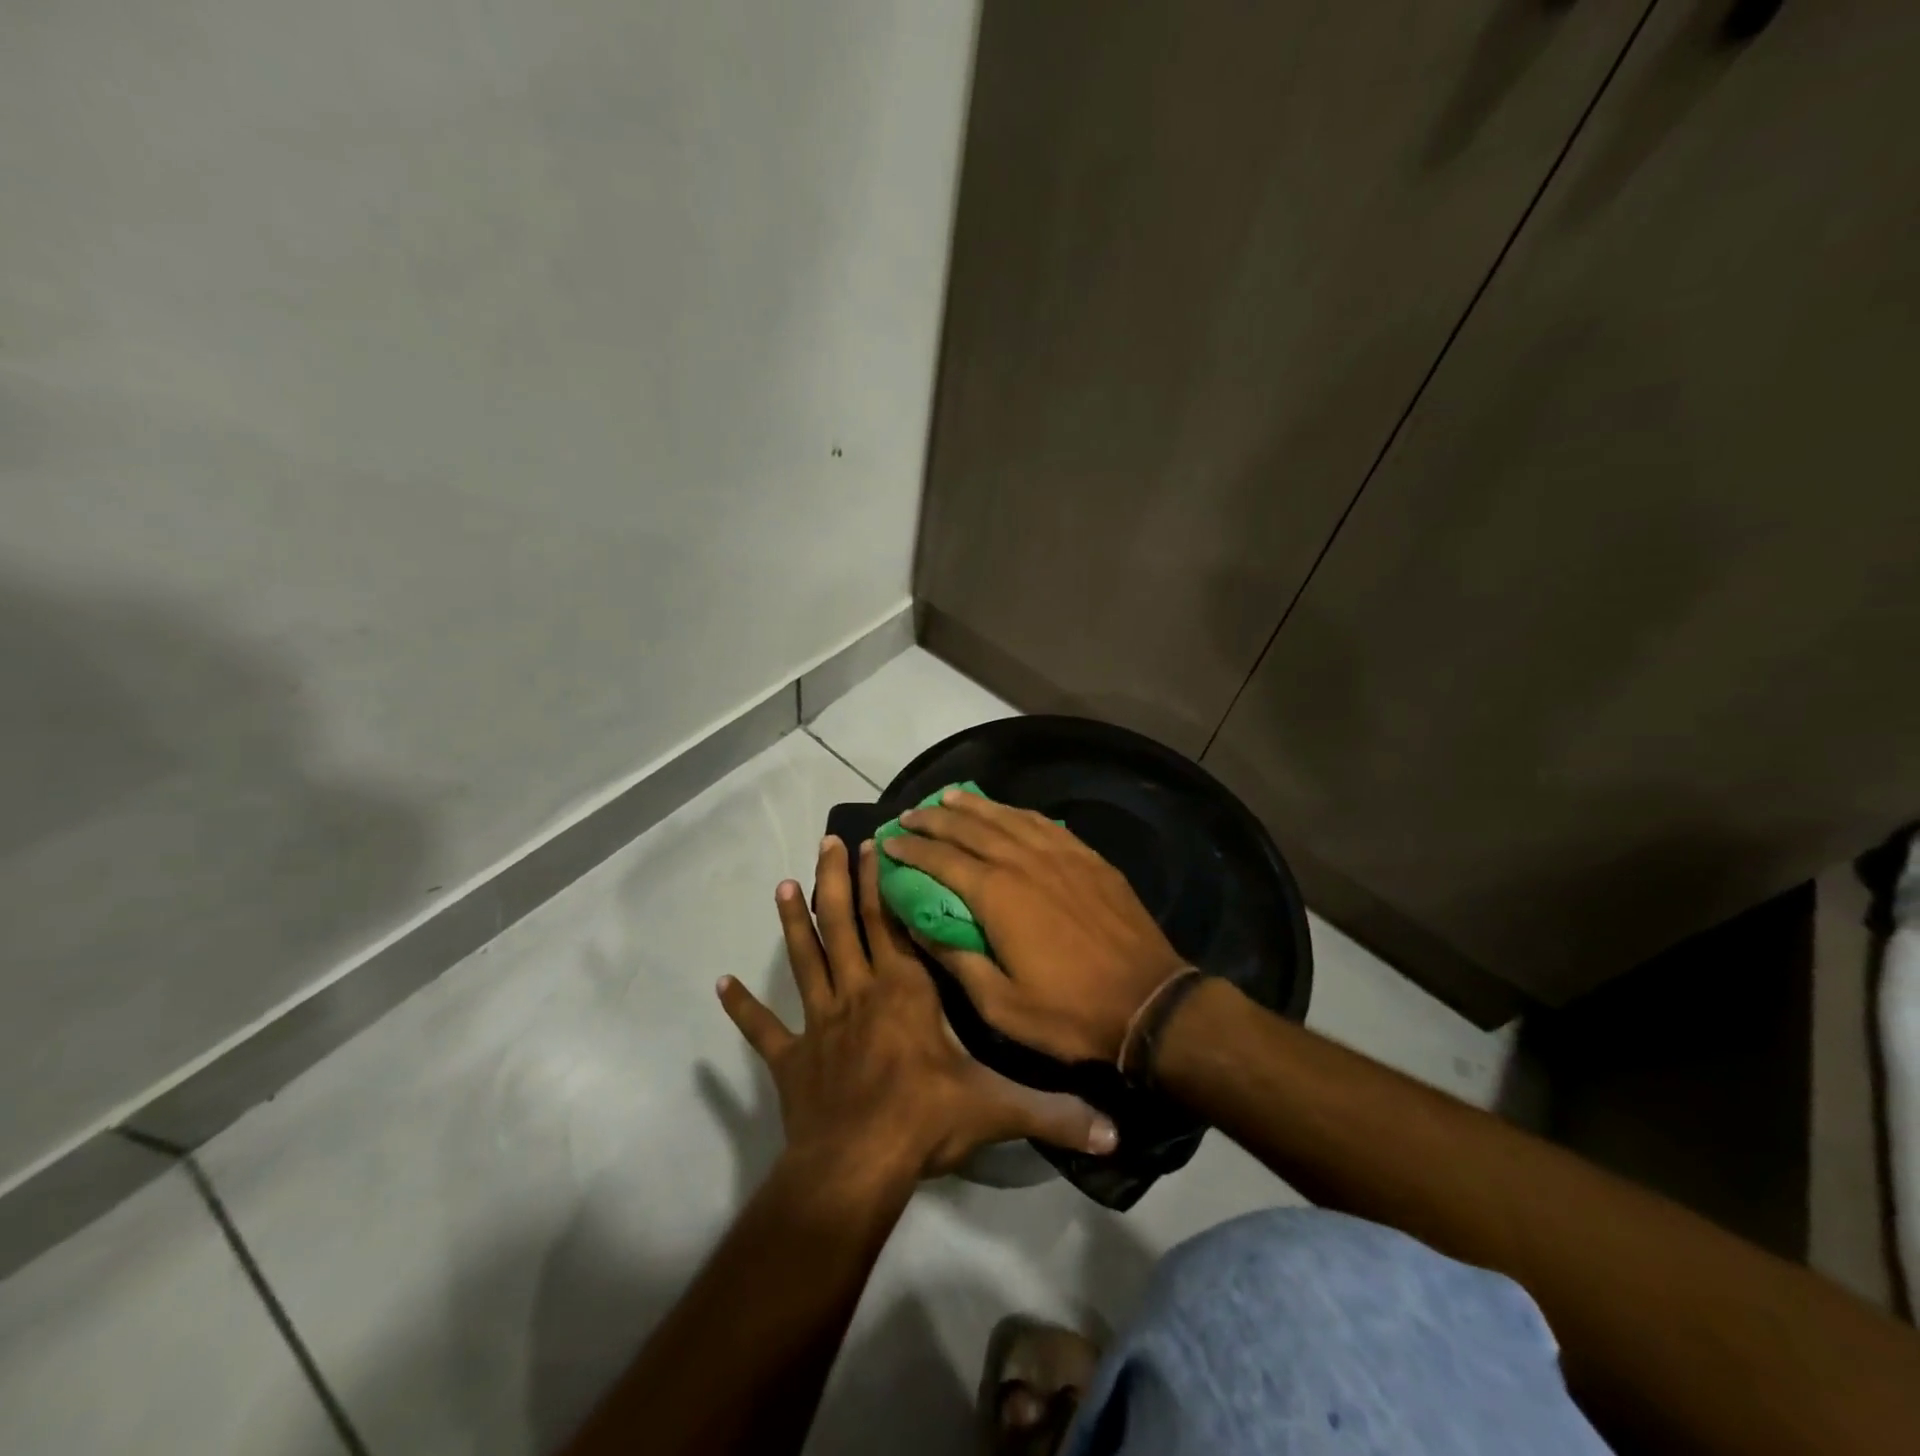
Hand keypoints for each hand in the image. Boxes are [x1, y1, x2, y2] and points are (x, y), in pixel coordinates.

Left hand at [717, 836, 1117, 1181]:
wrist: (855, 1169)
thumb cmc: (923, 1122)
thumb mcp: (997, 1109)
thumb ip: (1054, 1110)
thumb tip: (1116, 1125)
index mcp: (903, 991)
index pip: (891, 924)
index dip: (879, 883)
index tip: (872, 846)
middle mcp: (858, 993)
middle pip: (843, 924)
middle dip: (835, 880)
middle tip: (827, 841)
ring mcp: (818, 1024)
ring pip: (805, 959)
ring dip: (793, 922)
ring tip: (783, 885)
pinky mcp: (790, 1060)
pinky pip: (762, 1030)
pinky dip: (742, 1008)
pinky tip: (719, 985)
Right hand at [878, 791, 1186, 1063]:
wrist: (1148, 1003)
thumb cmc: (1068, 1012)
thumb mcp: (999, 1004)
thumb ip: (955, 957)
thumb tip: (917, 923)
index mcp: (997, 894)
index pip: (941, 860)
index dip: (911, 848)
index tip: (888, 840)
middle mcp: (1024, 862)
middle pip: (970, 829)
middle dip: (935, 819)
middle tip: (910, 814)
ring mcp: (1060, 855)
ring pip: (1006, 818)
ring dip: (973, 806)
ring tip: (948, 797)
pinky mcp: (1087, 858)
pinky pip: (1043, 824)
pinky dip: (1016, 812)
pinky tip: (1006, 810)